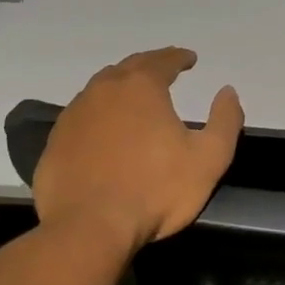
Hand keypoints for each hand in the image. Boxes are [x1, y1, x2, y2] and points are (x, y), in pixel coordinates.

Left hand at [33, 47, 243, 250]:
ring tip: (134, 95)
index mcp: (141, 87)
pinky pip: (82, 116)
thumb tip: (228, 92)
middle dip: (150, 64)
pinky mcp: (56, 142)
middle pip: (129, 67)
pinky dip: (99, 113)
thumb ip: (225, 121)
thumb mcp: (209, 158)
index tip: (190, 58)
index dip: (179, 57)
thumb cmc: (155, 190)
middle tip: (164, 68)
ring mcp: (74, 115)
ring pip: (101, 89)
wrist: (89, 227)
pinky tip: (105, 128)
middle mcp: (103, 90)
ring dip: (121, 86)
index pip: (163, 60)